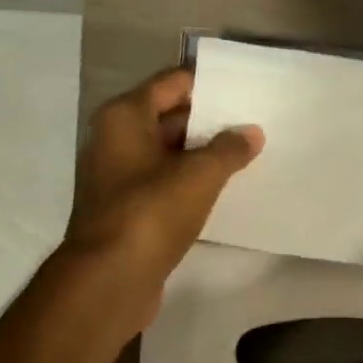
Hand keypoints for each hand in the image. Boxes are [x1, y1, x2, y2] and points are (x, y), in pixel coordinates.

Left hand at [61, 67, 263, 332]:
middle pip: (168, 118)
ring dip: (201, 155)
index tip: (244, 88)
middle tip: (252, 123)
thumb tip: (250, 132)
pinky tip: (221, 191)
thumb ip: (228, 149)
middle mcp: (115, 140)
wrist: (110, 279)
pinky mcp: (126, 211)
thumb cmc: (151, 213)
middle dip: (208, 121)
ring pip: (167, 154)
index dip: (207, 84)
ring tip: (246, 155)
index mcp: (124, 117)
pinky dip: (189, 184)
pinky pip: (163, 185)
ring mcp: (117, 178)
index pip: (171, 83)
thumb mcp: (199, 176)